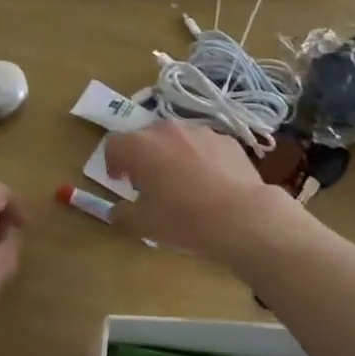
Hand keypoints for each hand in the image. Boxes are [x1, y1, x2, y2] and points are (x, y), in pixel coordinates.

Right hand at [103, 123, 300, 262]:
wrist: (242, 216)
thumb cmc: (184, 219)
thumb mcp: (143, 225)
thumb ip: (122, 215)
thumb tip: (118, 211)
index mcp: (140, 146)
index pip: (114, 144)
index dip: (113, 163)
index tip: (120, 181)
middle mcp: (167, 130)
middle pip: (145, 137)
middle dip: (143, 157)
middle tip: (149, 182)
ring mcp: (200, 131)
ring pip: (176, 139)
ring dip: (172, 155)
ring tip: (182, 182)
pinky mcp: (227, 140)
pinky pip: (204, 146)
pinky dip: (200, 158)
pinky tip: (210, 183)